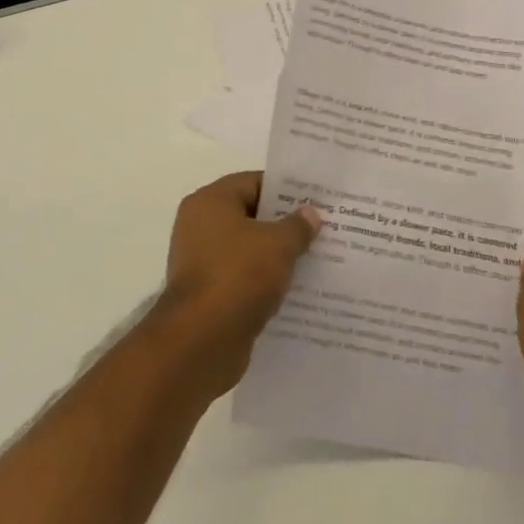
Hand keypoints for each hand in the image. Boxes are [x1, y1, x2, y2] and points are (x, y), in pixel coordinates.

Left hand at [153, 172, 319, 396]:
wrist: (201, 341)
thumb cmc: (238, 276)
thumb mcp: (277, 245)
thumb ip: (297, 226)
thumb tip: (310, 213)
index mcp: (210, 202)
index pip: (253, 182)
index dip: (286, 189)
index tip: (316, 200)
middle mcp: (200, 226)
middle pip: (250, 216)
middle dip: (285, 224)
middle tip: (323, 230)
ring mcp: (202, 262)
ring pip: (248, 250)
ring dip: (277, 257)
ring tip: (317, 260)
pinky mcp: (209, 294)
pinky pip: (243, 279)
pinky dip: (265, 283)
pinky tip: (296, 291)